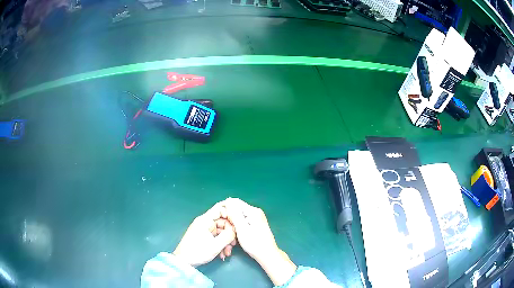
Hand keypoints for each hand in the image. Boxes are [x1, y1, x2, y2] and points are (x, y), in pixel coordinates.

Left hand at [173, 201, 236, 266]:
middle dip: (229, 234)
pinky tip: (222, 254)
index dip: (230, 213)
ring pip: (220, 232)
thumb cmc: (198, 252)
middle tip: (234, 244)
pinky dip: (221, 245)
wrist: (184, 262)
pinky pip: (216, 237)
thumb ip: (228, 235)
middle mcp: (204, 223)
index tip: (239, 223)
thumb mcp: (216, 245)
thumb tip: (236, 229)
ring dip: (226, 242)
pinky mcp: (204, 237)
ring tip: (227, 253)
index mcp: (205, 220)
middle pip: (222, 222)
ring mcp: (204, 230)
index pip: (220, 208)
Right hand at [224, 198, 296, 285]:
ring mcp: (256, 218)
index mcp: (253, 211)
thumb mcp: (242, 229)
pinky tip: (235, 232)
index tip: (218, 216)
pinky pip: (243, 220)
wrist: (267, 255)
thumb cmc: (254, 243)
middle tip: (223, 227)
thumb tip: (228, 200)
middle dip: (228, 216)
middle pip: (237, 208)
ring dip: (232, 222)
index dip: (225, 207)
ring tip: (228, 231)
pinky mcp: (256, 224)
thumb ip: (235, 214)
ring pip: (239, 215)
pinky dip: (237, 225)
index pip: (234, 202)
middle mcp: (255, 212)